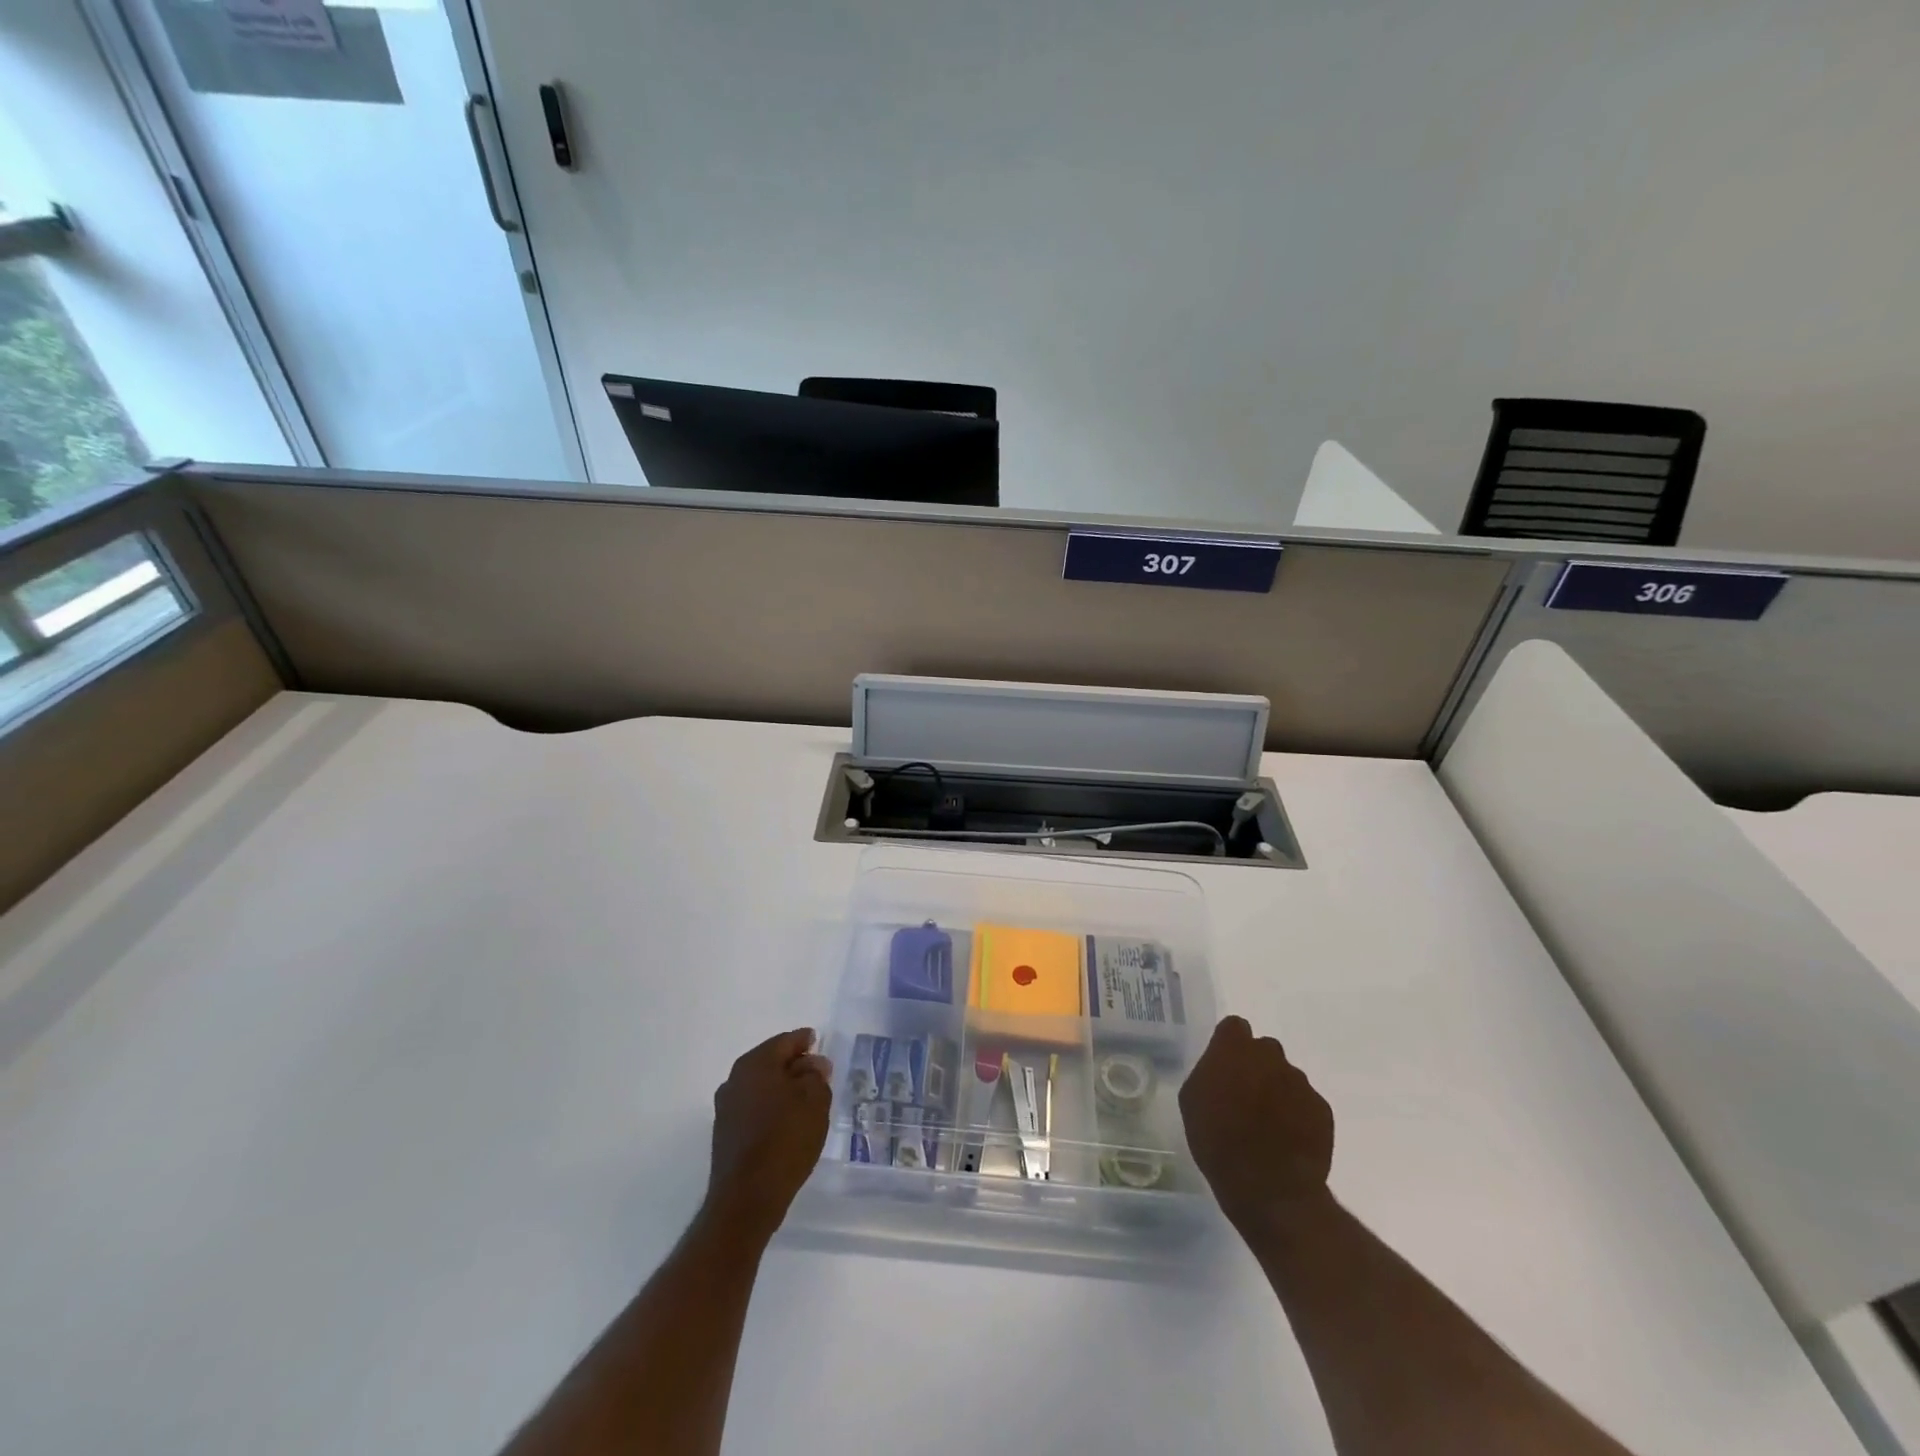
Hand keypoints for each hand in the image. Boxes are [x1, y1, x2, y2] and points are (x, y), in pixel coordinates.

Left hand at [703, 1028, 832, 1241]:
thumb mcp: (815, 1100)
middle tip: (817, 1072)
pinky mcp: (725, 1133)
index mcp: (755, 1063)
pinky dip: (771, 1108)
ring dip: (782, 1088)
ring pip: (761, 1086)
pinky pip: (754, 1108)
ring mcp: (726, 1108)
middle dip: (794, 1065)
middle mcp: (735, 1079)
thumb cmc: (785, 1139)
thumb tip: (812, 1065)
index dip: (805, 1041)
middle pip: (770, 1062)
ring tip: (806, 1099)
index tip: (818, 1042)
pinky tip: (787, 1122)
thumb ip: (816, 1076)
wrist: (747, 1198)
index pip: (785, 1041)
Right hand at [1179, 1016, 1333, 1231]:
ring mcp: (1300, 1082)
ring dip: (1277, 1091)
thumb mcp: (1192, 1101)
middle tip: (1246, 1097)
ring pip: (1286, 1077)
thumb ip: (1208, 1073)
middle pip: (1263, 1050)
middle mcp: (1270, 1056)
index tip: (1224, 1067)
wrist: (1270, 1190)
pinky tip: (1288, 1141)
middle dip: (1256, 1067)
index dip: (1229, 1045)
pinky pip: (1306, 1103)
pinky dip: (1298, 1115)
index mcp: (1234, 1048)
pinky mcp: (1322, 1109)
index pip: (1234, 1027)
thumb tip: (1222, 1070)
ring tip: (1269, 1126)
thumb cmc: (1218, 1142)